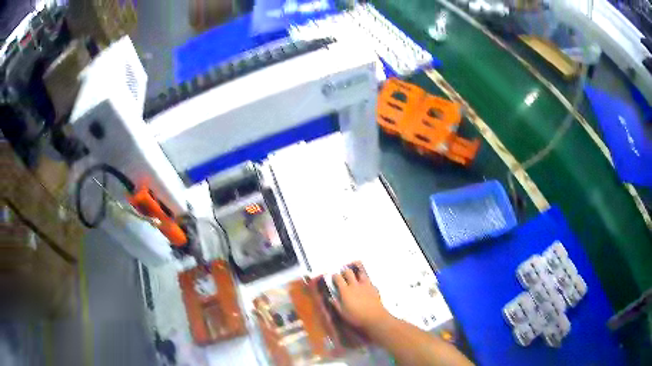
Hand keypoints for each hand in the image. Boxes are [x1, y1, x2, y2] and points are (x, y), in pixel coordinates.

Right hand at [331, 262, 390, 331]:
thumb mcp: (343, 313)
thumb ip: (336, 304)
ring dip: (357, 273)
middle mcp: (355, 285)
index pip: (338, 278)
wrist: (374, 317)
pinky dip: (366, 282)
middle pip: (349, 272)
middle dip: (345, 272)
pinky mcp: (374, 288)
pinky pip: (369, 281)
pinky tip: (366, 286)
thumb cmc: (356, 317)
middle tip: (344, 275)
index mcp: (345, 291)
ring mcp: (365, 285)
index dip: (335, 276)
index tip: (334, 278)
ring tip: (356, 276)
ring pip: (361, 273)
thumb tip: (331, 298)